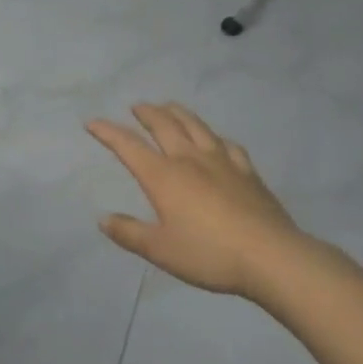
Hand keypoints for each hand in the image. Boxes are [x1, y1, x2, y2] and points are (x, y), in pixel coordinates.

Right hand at [87, 103, 308, 299]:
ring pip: (195, 126)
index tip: (92, 122)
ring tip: (169, 106)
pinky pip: (228, 144)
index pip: (129, 146)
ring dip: (178, 113)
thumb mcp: (160, 250)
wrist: (270, 256)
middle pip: (164, 125)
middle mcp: (189, 159)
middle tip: (137, 106)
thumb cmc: (208, 254)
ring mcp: (221, 161)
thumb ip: (129, 233)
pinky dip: (215, 137)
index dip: (108, 133)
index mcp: (164, 176)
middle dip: (147, 113)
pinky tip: (217, 140)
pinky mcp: (247, 171)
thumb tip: (103, 219)